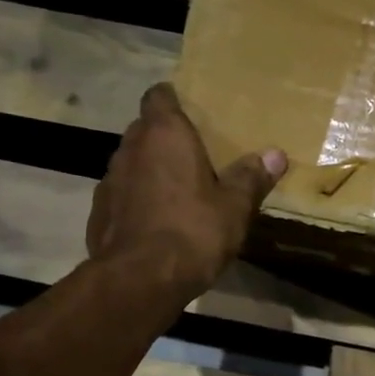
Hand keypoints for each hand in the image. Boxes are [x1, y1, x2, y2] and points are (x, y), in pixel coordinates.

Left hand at [87, 84, 287, 298]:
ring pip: (132, 163)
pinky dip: (137, 201)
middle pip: (145, 129)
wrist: (140, 279)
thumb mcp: (234, 207)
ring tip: (177, 192)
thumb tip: (276, 154)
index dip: (173, 100)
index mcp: (164, 135)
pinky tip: (156, 223)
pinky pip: (122, 195)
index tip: (190, 111)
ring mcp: (109, 180)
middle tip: (194, 156)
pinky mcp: (99, 212)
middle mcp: (131, 148)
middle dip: (165, 138)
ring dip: (150, 171)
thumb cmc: (193, 231)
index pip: (159, 96)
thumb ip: (252, 177)